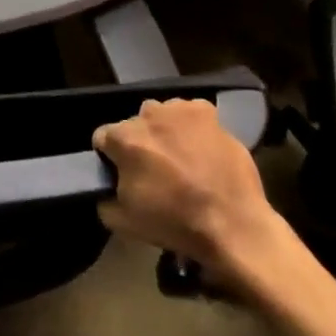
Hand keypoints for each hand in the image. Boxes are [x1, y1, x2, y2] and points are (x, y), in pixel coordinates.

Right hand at [94, 99, 289, 289]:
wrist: (233, 225)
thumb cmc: (175, 224)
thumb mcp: (124, 223)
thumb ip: (104, 199)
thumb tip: (107, 189)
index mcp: (124, 139)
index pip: (102, 138)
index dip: (110, 157)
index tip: (122, 174)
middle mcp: (148, 116)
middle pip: (133, 125)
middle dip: (138, 143)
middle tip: (154, 169)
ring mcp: (179, 110)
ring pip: (160, 115)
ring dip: (163, 131)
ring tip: (180, 157)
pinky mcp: (207, 112)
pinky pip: (188, 113)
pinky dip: (190, 126)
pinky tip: (199, 147)